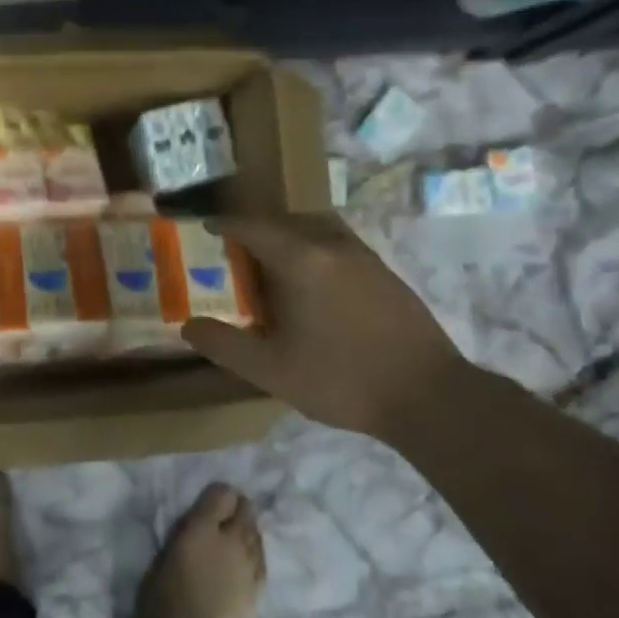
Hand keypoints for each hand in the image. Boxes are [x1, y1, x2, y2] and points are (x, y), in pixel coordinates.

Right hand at [181, 214, 466, 436]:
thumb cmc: (341, 379)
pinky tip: (314, 286)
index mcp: (301, 259)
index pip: (253, 227)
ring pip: (317, 228)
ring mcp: (364, 257)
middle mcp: (332, 246)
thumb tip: (188, 326)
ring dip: (290, 235)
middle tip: (236, 252)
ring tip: (274, 265)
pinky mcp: (386, 273)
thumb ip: (225, 345)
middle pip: (286, 220)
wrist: (430, 397)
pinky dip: (316, 249)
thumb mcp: (271, 370)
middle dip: (257, 229)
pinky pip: (339, 244)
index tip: (204, 229)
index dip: (225, 225)